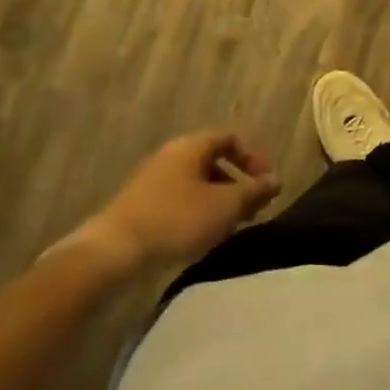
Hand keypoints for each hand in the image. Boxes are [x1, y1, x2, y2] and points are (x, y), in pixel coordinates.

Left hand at [59, 131, 280, 275]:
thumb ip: (254, 191)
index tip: (266, 184)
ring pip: (196, 182)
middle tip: (253, 208)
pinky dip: (197, 210)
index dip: (253, 158)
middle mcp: (171, 155)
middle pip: (213, 160)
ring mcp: (152, 179)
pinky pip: (179, 198)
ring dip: (218, 199)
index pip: (230, 138)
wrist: (114, 251)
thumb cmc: (177, 220)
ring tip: (230, 226)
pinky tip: (201, 235)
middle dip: (237, 182)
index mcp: (191, 146)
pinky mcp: (140, 204)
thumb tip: (276, 180)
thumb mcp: (225, 206)